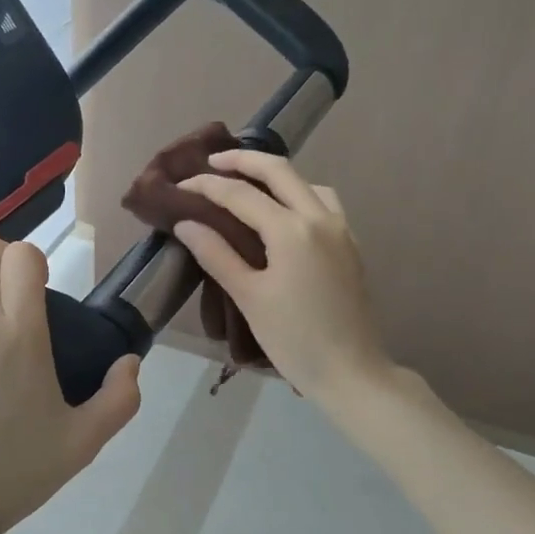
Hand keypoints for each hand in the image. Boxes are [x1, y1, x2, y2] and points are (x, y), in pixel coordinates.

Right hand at [172, 150, 394, 402]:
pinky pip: (322, 202)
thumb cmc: (295, 339)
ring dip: (275, 174)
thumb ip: (217, 255)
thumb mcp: (249, 297)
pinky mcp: (350, 245)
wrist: (353, 372)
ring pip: (306, 183)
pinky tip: (283, 213)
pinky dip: (297, 193)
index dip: (207, 185)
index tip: (181, 184)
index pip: (241, 194)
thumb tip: (187, 223)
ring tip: (247, 183)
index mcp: (292, 230)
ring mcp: (341, 229)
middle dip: (243, 160)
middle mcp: (320, 218)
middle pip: (279, 171)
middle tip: (212, 162)